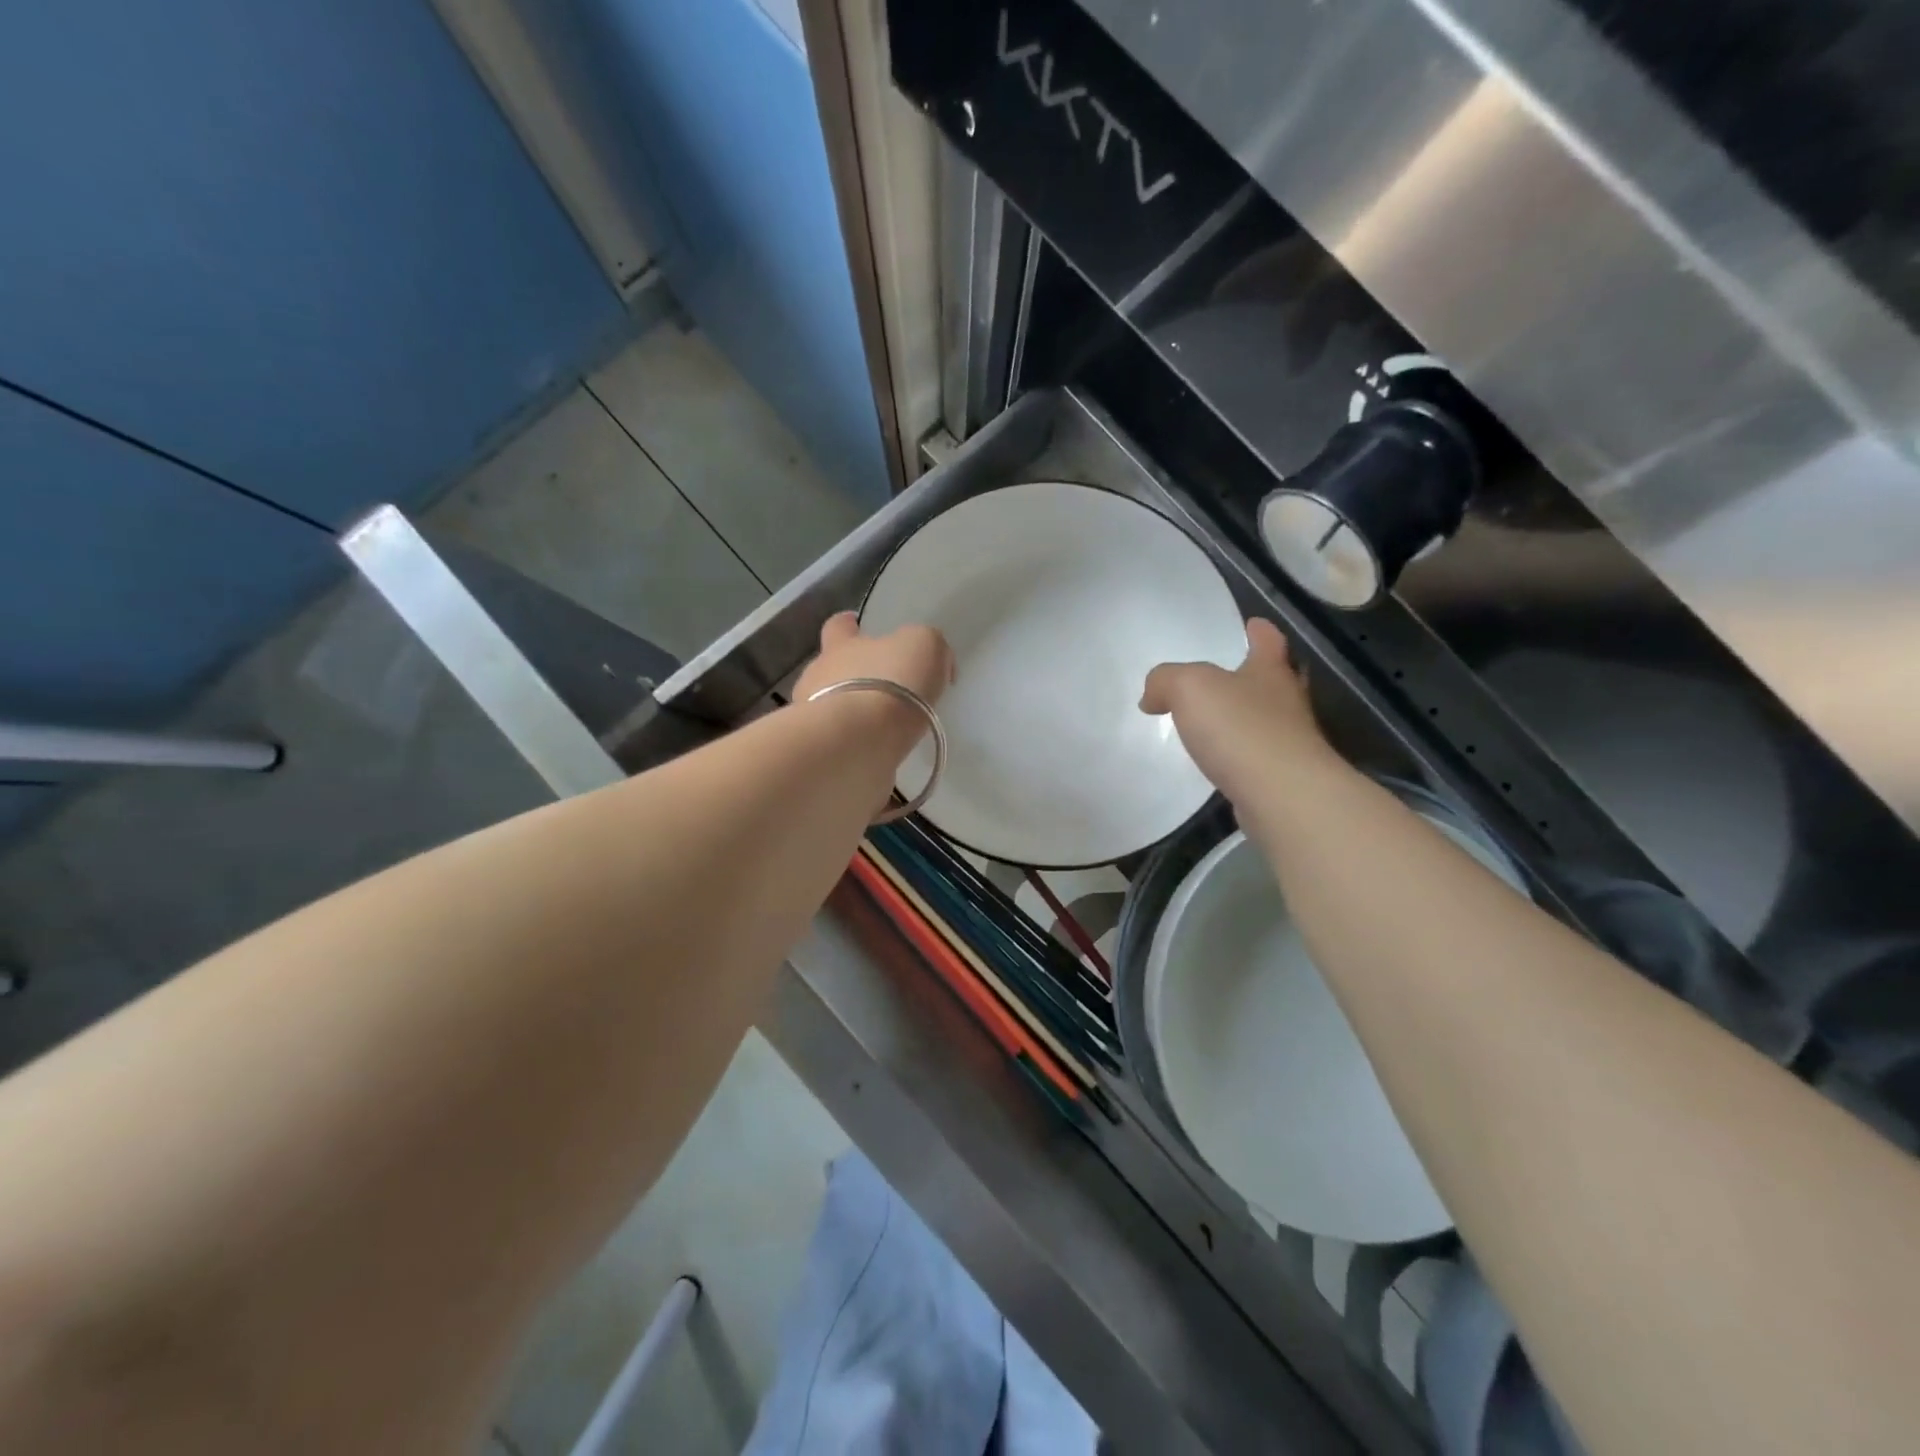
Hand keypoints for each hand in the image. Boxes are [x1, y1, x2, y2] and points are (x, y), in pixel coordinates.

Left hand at [793, 612, 953, 758]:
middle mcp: (819, 678)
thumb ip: (928, 646)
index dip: (849, 626)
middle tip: (884, 691)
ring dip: (855, 716)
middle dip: (853, 677)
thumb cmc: (890, 684)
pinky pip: (841, 747)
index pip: (839, 626)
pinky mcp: (822, 755)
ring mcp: (814, 719)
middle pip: (831, 670)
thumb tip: (935, 664)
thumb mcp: (924, 646)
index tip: (857, 628)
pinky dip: (857, 749)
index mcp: (841, 646)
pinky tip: (878, 756)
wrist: (857, 744)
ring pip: (833, 710)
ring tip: (884, 730)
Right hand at [1140, 618, 1337, 807]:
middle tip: (1240, 670)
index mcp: (1270, 672)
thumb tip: (1152, 697)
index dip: (1260, 631)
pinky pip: (1258, 755)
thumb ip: (1165, 681)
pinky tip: (1222, 759)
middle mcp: (1287, 702)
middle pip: (1278, 679)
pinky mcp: (1282, 777)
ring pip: (1270, 718)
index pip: (1268, 642)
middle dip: (1261, 673)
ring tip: (1221, 718)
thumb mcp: (1189, 688)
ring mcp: (1290, 742)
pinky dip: (1242, 751)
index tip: (1254, 624)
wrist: (1281, 795)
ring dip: (1250, 715)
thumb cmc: (1240, 728)